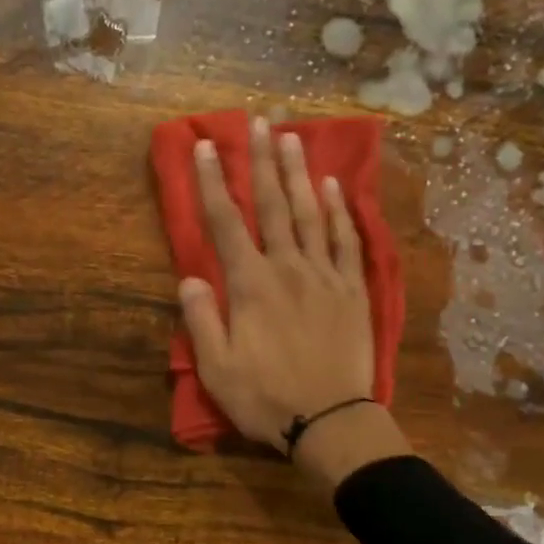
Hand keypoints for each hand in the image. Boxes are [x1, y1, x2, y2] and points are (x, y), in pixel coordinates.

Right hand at [180, 117, 408, 483]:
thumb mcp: (217, 368)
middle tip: (260, 121)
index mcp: (251, 285)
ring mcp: (326, 276)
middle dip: (262, 161)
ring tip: (294, 138)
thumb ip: (202, 319)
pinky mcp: (353, 291)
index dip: (211, 183)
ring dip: (301, 173)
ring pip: (312, 213)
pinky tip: (335, 187)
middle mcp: (289, 268)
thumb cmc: (266, 398)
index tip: (204, 146)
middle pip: (274, 205)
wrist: (331, 421)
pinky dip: (341, 211)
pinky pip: (348, 241)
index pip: (226, 223)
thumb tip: (190, 278)